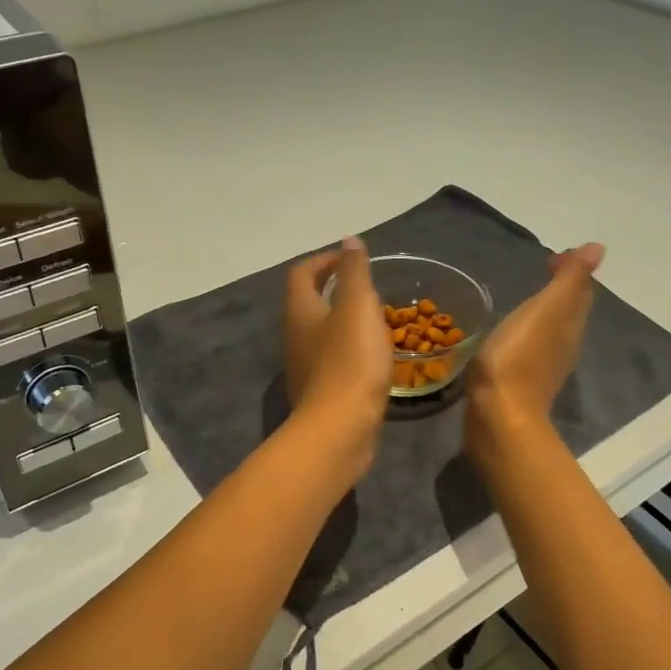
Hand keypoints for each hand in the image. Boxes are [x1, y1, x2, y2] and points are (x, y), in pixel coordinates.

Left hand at [284, 238, 392, 441]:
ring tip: (375, 318)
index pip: (302, 273)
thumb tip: (348, 240)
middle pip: (308, 302)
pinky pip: (332, 359)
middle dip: (334, 289)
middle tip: (367, 287)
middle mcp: (295, 336)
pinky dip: (349, 348)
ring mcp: (304, 367)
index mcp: (300, 311)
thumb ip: (354, 271)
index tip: (352, 259)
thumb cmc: (350, 360)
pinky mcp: (319, 392)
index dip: (325, 260)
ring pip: (320, 332)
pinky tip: (373, 357)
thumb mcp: (357, 306)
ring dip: (343, 320)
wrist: (340, 429)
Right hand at [465, 243, 605, 455]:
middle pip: (568, 311)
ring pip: (551, 330)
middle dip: (561, 289)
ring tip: (529, 298)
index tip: (555, 255)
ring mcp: (542, 366)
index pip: (580, 291)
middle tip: (544, 268)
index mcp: (570, 325)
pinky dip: (527, 333)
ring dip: (545, 311)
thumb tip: (598, 248)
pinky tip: (510, 334)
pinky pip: (530, 348)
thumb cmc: (518, 356)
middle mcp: (563, 345)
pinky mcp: (519, 383)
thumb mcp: (546, 310)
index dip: (572, 270)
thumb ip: (569, 280)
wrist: (498, 415)